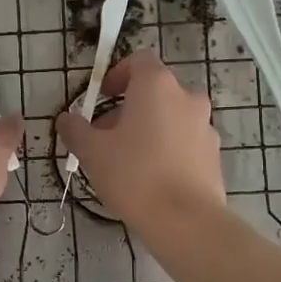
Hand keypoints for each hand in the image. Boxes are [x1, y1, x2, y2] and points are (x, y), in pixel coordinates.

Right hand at [57, 50, 223, 228]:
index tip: (103, 97)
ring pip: (171, 116)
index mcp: (157, 86)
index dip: (118, 74)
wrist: (186, 221)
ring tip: (128, 161)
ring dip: (150, 128)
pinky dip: (168, 149)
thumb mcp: (91, 151)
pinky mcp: (214, 154)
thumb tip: (66, 119)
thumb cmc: (134, 175)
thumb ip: (75, 129)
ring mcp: (206, 126)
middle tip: (107, 136)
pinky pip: (185, 141)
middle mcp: (187, 97)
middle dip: (130, 107)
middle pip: (155, 91)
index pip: (139, 60)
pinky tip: (152, 178)